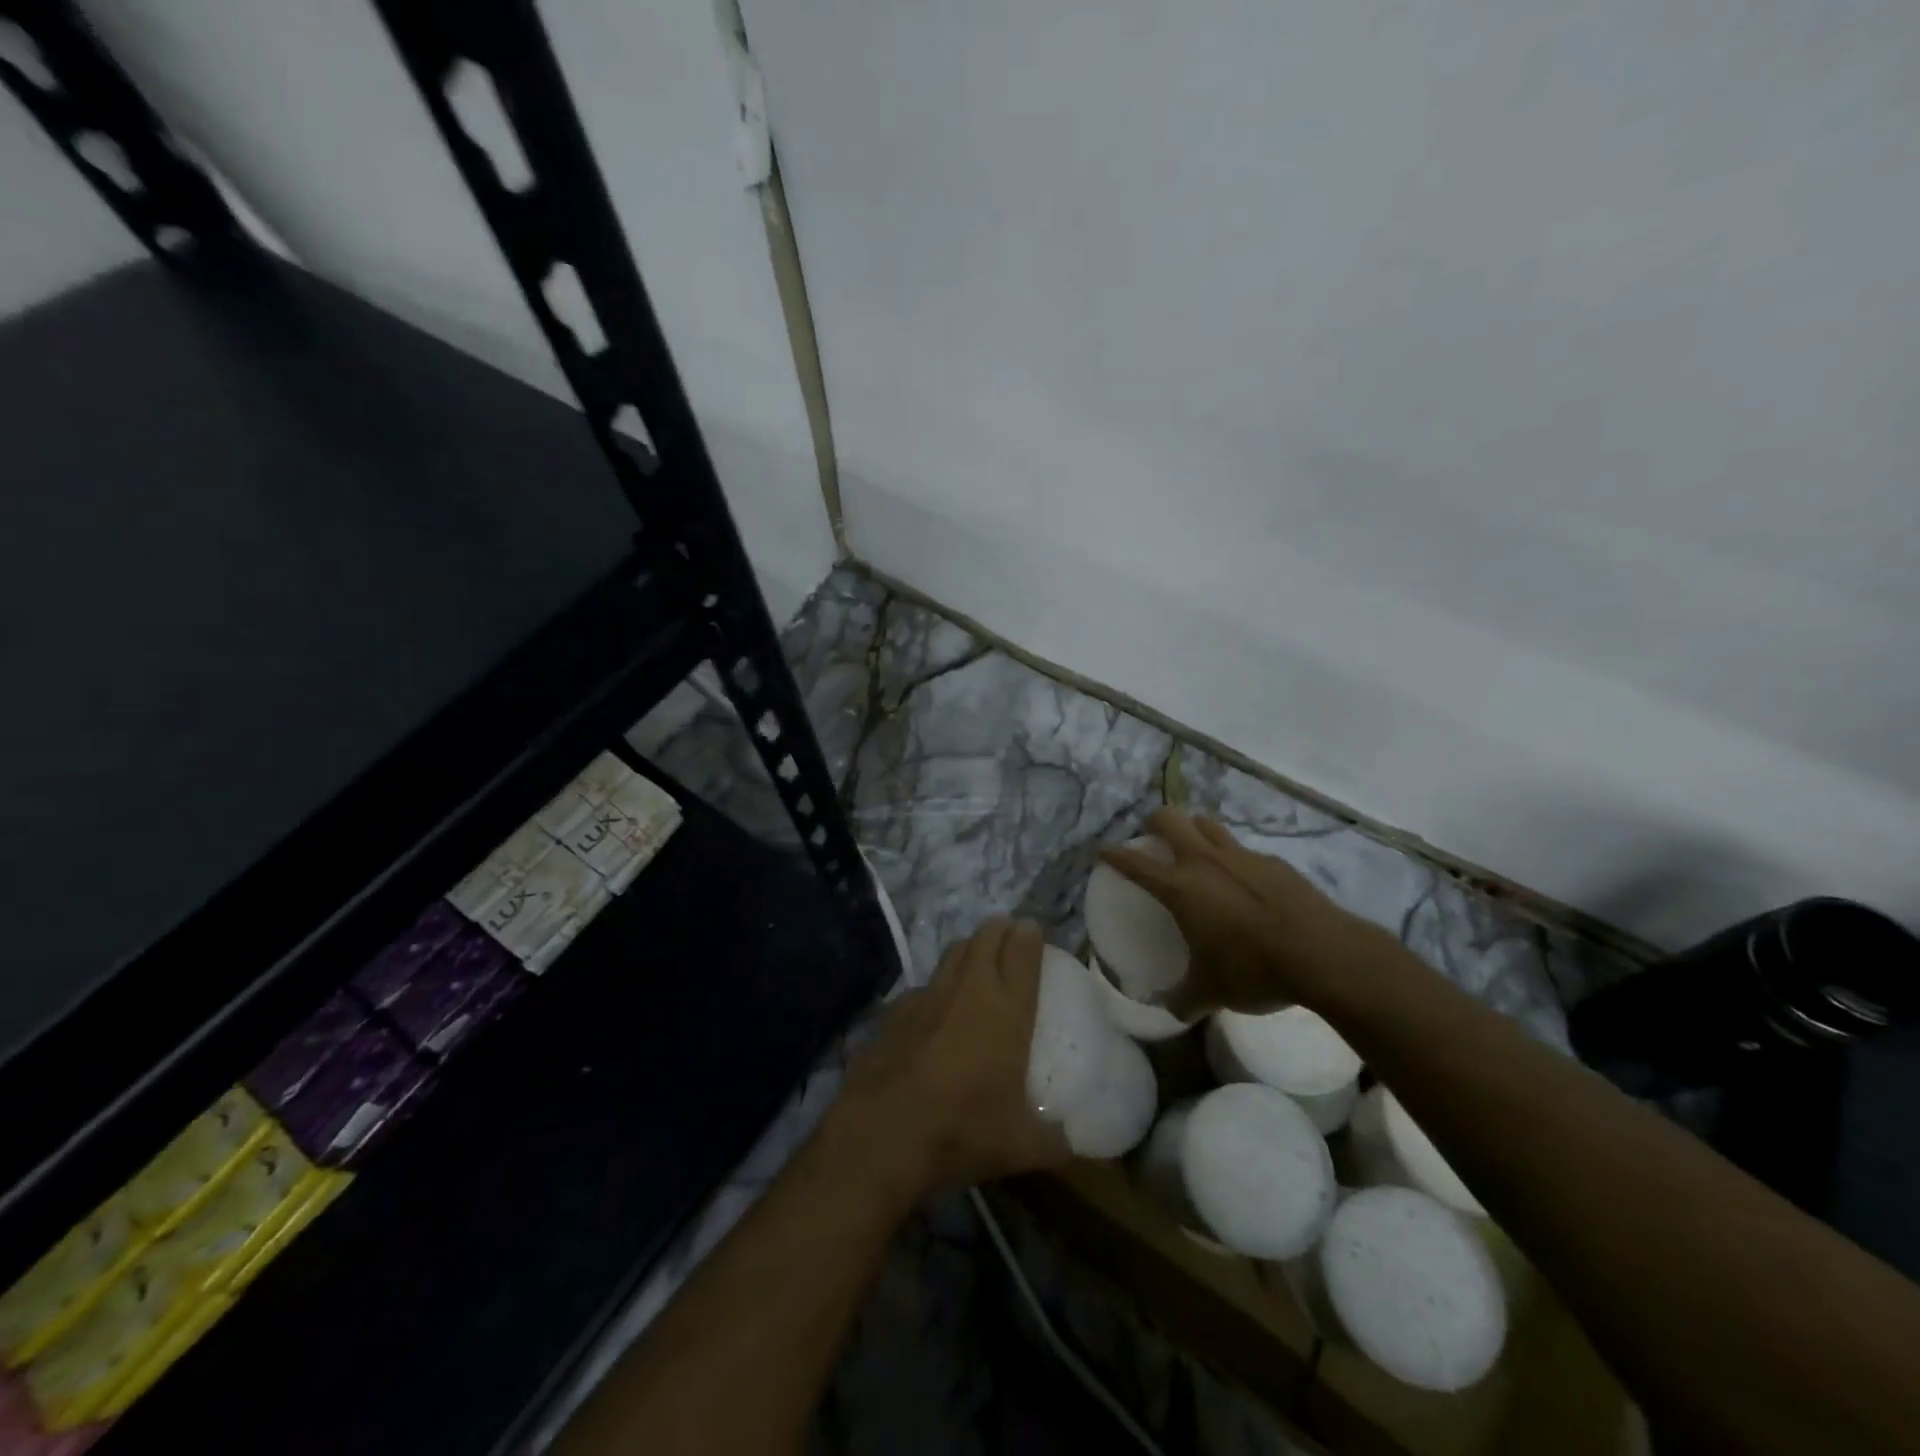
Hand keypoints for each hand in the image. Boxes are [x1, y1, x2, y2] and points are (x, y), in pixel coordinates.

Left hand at [830, 917, 1069, 1203]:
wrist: (881, 1133)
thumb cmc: (961, 1130)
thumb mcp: (1020, 1147)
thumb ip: (1055, 1142)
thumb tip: (1073, 1145)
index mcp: (1007, 1009)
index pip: (1022, 949)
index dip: (1030, 934)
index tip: (1034, 931)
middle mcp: (969, 988)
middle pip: (986, 936)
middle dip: (1001, 930)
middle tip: (1010, 940)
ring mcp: (929, 994)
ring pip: (954, 951)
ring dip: (970, 949)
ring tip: (978, 963)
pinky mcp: (896, 1008)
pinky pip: (924, 984)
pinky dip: (937, 988)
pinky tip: (936, 1010)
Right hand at [1099, 807, 1368, 1017]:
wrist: (1323, 954)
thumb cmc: (1254, 969)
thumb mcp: (1212, 993)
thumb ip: (1185, 999)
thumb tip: (1172, 1009)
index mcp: (1180, 887)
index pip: (1134, 862)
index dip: (1113, 855)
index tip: (1103, 852)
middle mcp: (1205, 861)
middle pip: (1169, 818)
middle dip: (1154, 823)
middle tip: (1152, 841)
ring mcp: (1242, 856)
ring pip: (1207, 825)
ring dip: (1194, 831)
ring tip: (1195, 853)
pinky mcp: (1274, 862)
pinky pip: (1243, 850)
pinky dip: (1233, 859)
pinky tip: (1244, 885)